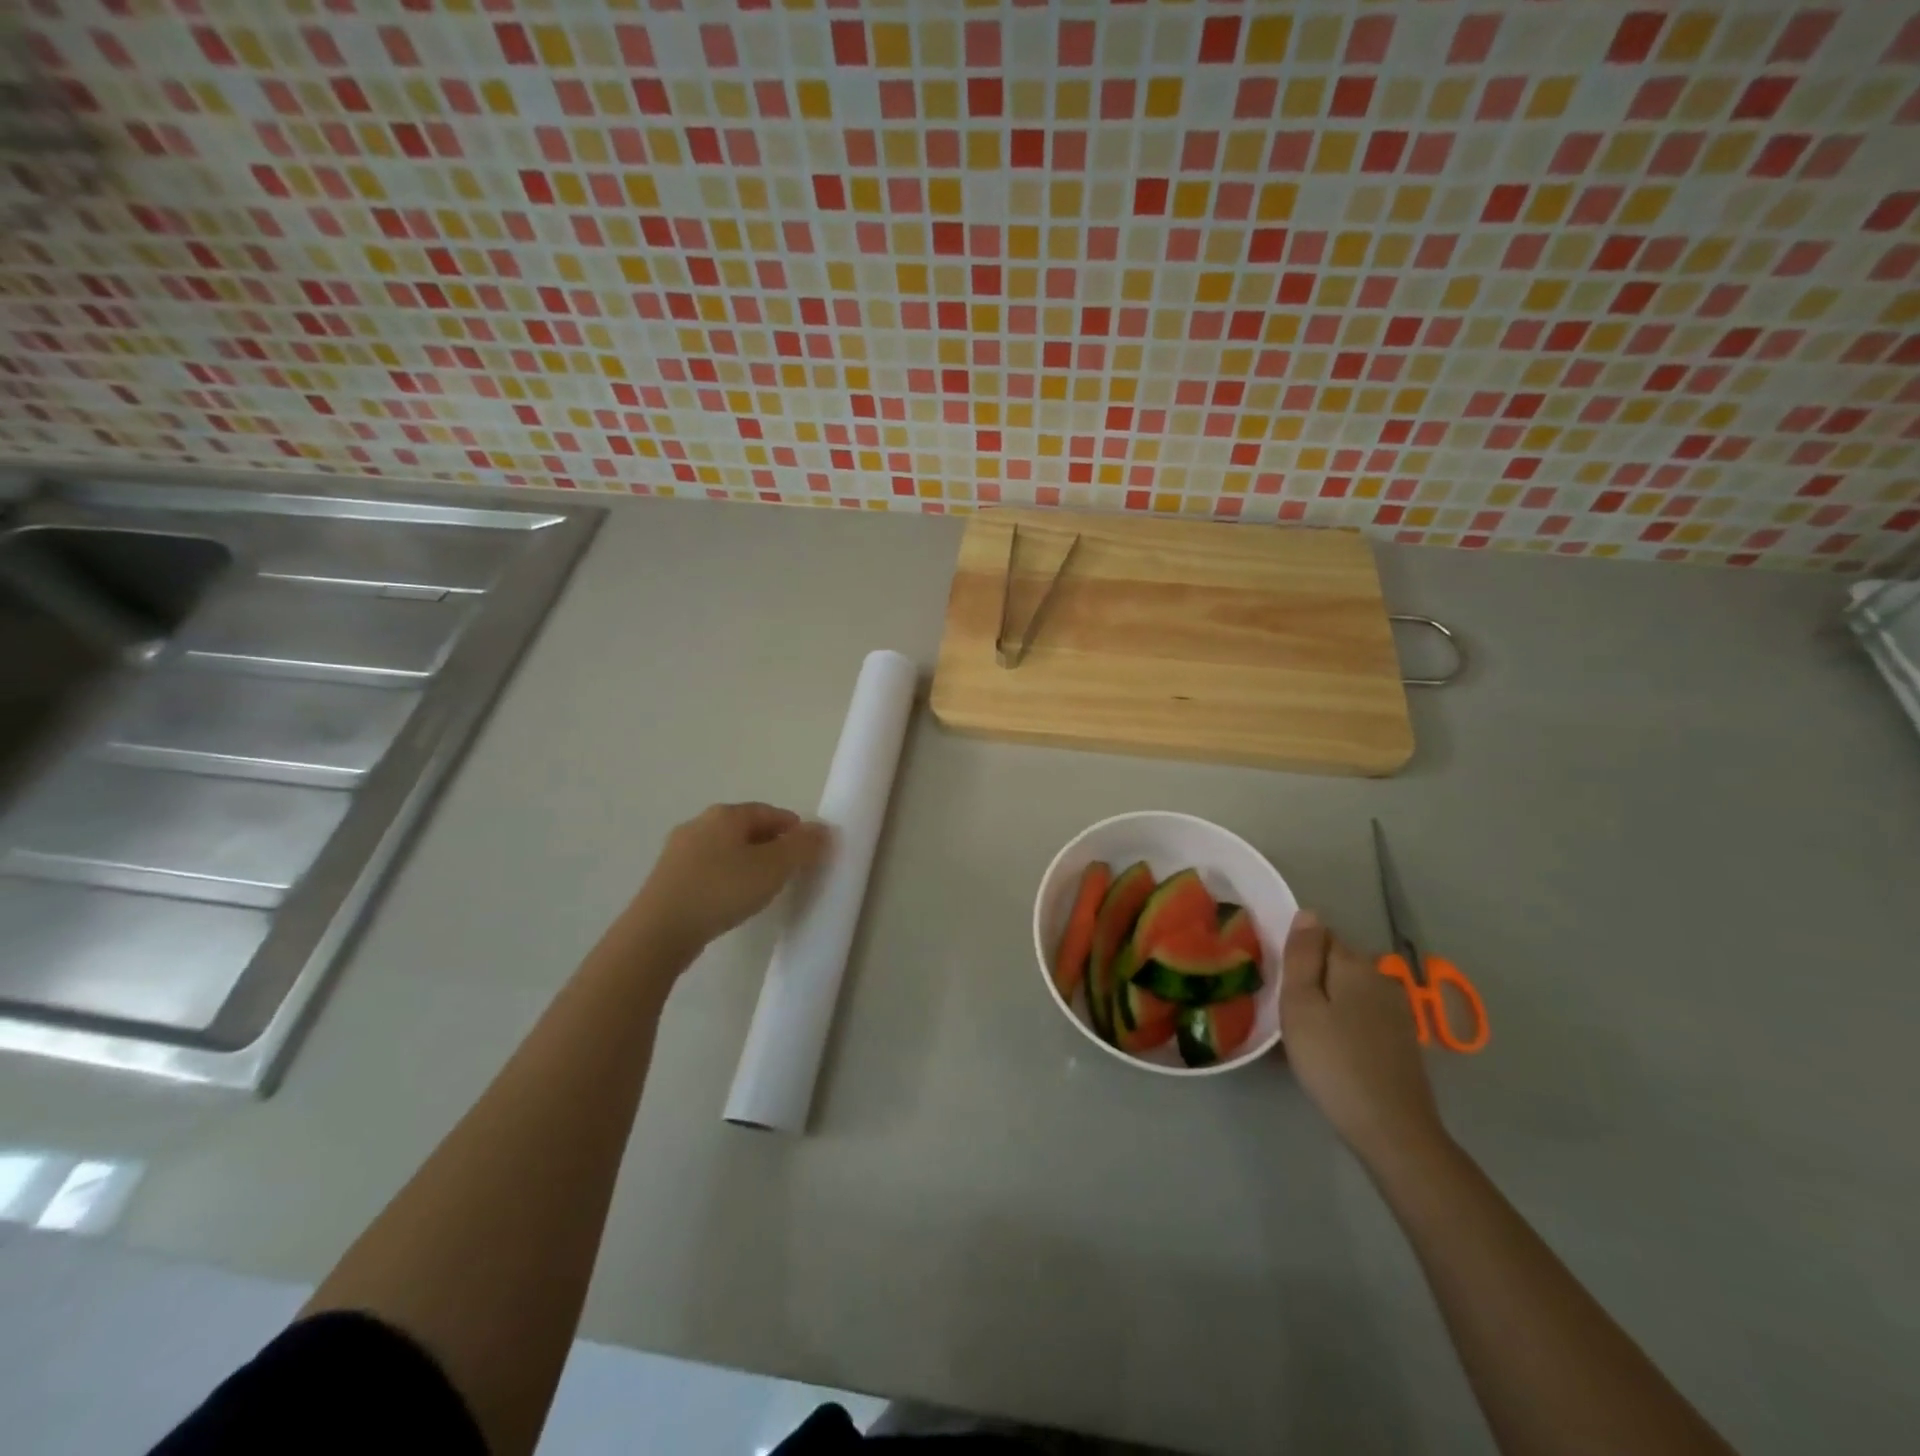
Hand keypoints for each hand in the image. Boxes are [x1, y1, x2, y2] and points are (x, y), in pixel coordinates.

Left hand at [625, 802, 829, 959]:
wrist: (659, 931)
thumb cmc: (722, 890)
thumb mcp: (773, 868)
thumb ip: (802, 846)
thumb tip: (822, 829)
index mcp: (725, 815)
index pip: (769, 812)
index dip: (793, 829)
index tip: (808, 851)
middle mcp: (699, 824)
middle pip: (746, 828)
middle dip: (771, 845)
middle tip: (789, 870)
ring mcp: (678, 851)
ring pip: (725, 849)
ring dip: (747, 862)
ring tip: (762, 887)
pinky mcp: (667, 878)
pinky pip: (707, 869)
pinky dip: (725, 877)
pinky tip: (730, 899)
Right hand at [1281, 910, 1444, 1165]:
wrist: (1391, 1129)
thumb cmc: (1333, 1061)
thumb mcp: (1301, 1004)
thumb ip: (1302, 956)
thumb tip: (1309, 912)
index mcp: (1355, 964)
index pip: (1319, 937)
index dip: (1296, 957)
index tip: (1280, 986)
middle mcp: (1381, 978)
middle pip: (1335, 964)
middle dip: (1311, 980)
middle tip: (1286, 1015)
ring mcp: (1396, 1010)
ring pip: (1347, 992)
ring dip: (1326, 1005)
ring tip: (1304, 1036)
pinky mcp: (1401, 1039)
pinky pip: (1361, 1016)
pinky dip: (1343, 1025)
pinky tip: (1331, 1052)